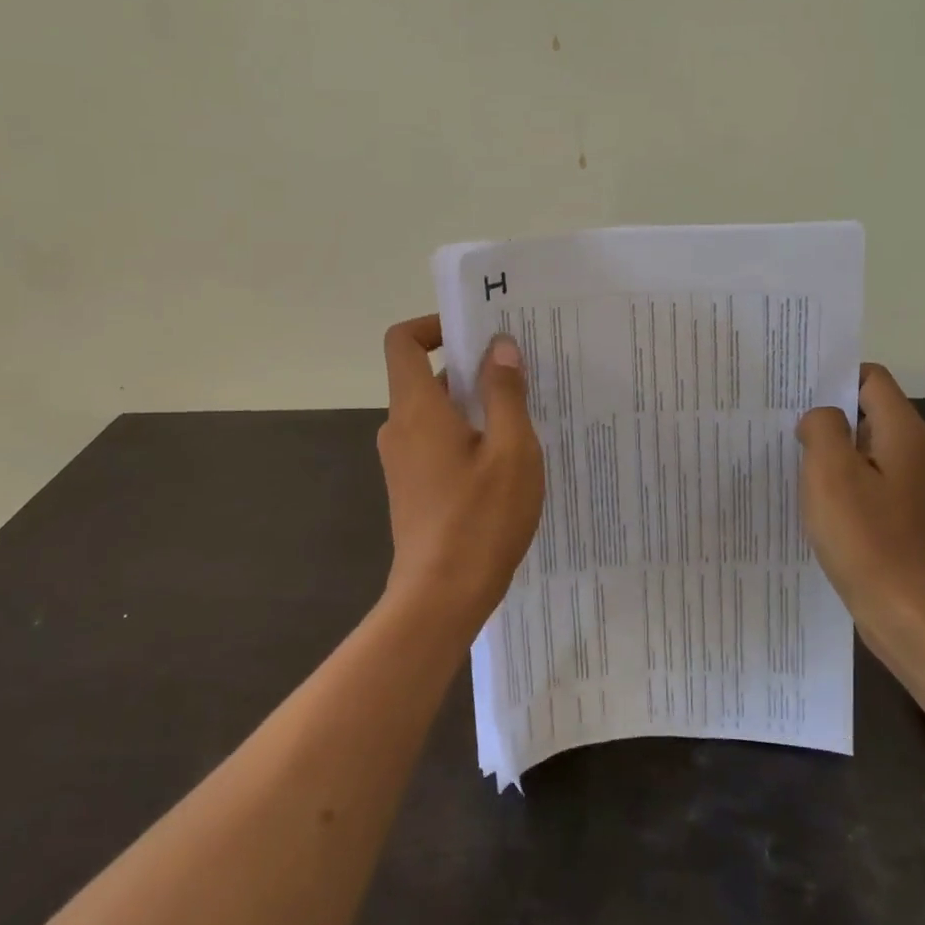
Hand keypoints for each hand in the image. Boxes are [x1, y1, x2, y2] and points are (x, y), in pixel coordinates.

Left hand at [376, 316, 544, 635]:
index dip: (434, 325)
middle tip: (521, 369)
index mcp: (417, 409)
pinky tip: (506, 458)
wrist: (440, 599)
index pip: (404, 342)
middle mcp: (400, 428)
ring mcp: (403, 461)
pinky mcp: (412, 487)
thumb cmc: (480, 518)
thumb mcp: (510, 449)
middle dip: (471, 366)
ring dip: (474, 404)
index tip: (477, 331)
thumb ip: (505, 392)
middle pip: (426, 375)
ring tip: (524, 413)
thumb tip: (500, 346)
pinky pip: (437, 442)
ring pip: (436, 412)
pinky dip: (466, 435)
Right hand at [796, 364, 924, 659]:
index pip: (869, 377)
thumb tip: (819, 419)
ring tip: (784, 454)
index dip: (831, 375)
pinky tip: (807, 495)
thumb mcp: (831, 473)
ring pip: (860, 447)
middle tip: (777, 418)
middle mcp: (911, 451)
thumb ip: (821, 428)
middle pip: (864, 410)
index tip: (792, 387)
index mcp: (902, 432)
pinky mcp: (897, 514)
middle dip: (823, 411)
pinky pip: (862, 479)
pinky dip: (835, 479)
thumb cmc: (868, 539)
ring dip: (826, 448)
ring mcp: (906, 485)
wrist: (911, 616)